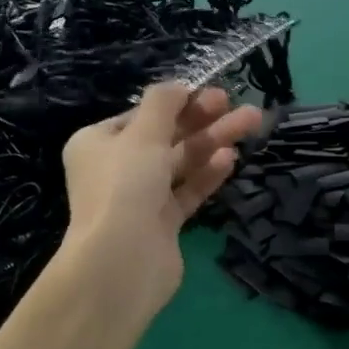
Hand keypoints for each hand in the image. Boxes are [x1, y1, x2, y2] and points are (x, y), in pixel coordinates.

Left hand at [60, 83, 262, 314]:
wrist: (121, 263)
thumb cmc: (125, 186)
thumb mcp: (142, 134)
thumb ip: (163, 104)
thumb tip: (178, 85)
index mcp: (98, 143)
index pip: (142, 115)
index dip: (178, 102)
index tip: (211, 93)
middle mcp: (116, 169)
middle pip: (166, 136)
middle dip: (202, 119)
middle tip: (235, 103)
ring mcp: (140, 198)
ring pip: (181, 162)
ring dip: (213, 141)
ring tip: (251, 122)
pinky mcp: (162, 223)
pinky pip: (187, 191)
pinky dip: (207, 173)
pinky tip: (230, 157)